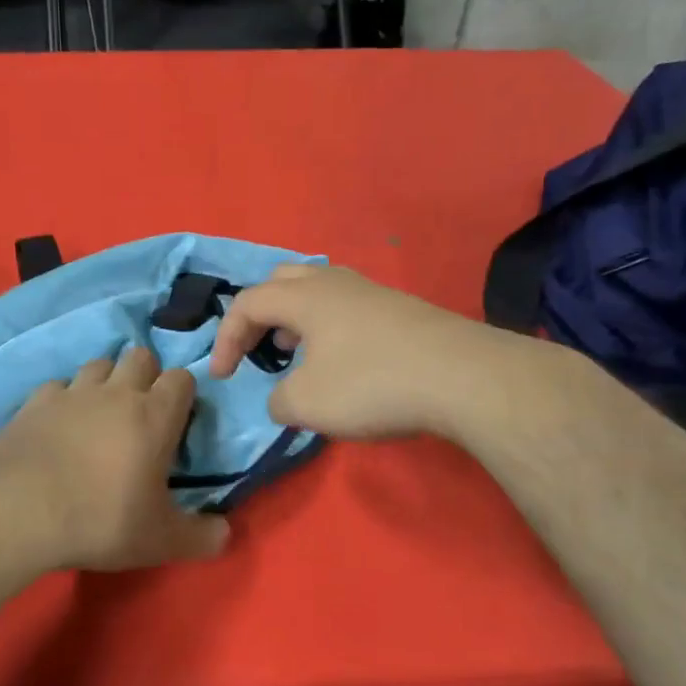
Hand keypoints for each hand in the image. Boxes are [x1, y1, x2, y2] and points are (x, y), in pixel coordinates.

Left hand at [0, 348, 230, 571]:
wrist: (18, 510)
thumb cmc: (101, 519)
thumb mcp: (160, 541)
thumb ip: (200, 537)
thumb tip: (226, 534)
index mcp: (154, 415)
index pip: (181, 378)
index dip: (183, 394)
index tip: (178, 421)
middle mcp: (116, 392)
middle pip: (141, 356)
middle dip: (146, 375)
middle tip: (141, 412)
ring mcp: (73, 392)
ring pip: (98, 363)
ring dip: (105, 380)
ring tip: (100, 413)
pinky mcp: (35, 402)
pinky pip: (58, 386)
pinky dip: (64, 398)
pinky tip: (58, 423)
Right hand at [208, 264, 504, 439]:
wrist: (464, 377)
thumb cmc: (372, 383)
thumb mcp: (307, 404)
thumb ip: (279, 400)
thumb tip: (283, 398)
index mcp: (304, 297)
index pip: (247, 304)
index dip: (225, 339)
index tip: (222, 377)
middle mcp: (335, 283)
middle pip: (281, 281)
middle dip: (259, 315)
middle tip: (257, 348)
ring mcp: (372, 292)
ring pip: (317, 292)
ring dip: (294, 320)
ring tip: (295, 354)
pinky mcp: (401, 310)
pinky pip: (346, 308)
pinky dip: (327, 329)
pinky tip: (342, 362)